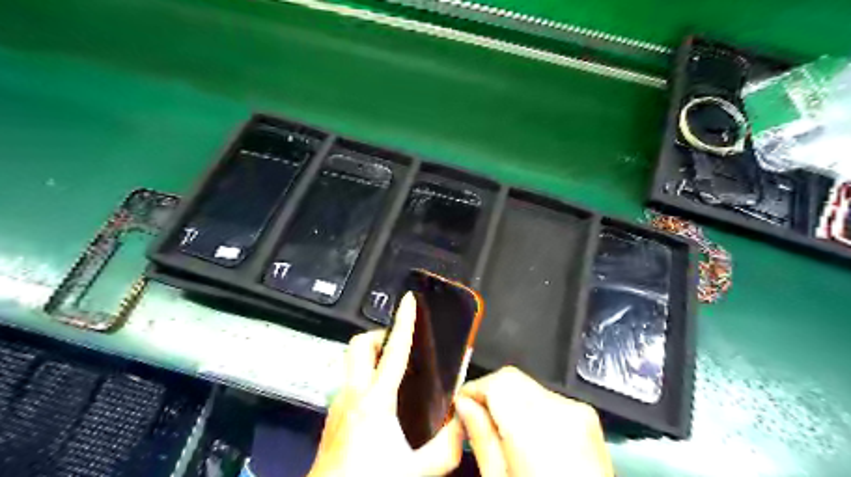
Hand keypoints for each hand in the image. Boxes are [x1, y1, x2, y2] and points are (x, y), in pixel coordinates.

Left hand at [308, 291, 464, 476]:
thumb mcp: (418, 469)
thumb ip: (447, 445)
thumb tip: (463, 423)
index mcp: (375, 401)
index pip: (394, 350)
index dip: (404, 321)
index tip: (409, 302)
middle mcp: (352, 395)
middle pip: (359, 345)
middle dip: (379, 335)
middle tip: (399, 344)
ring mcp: (338, 405)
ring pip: (352, 363)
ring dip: (371, 358)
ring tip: (394, 371)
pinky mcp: (333, 417)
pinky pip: (350, 383)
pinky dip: (365, 380)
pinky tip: (382, 402)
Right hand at [455, 367, 614, 473]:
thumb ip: (481, 439)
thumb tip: (464, 405)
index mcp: (537, 428)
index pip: (497, 381)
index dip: (474, 390)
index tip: (460, 406)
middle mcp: (561, 410)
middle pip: (512, 379)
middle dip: (490, 394)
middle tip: (475, 421)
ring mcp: (578, 412)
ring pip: (528, 386)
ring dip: (509, 401)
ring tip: (501, 433)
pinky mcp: (587, 419)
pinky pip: (547, 399)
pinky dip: (530, 409)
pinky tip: (526, 436)